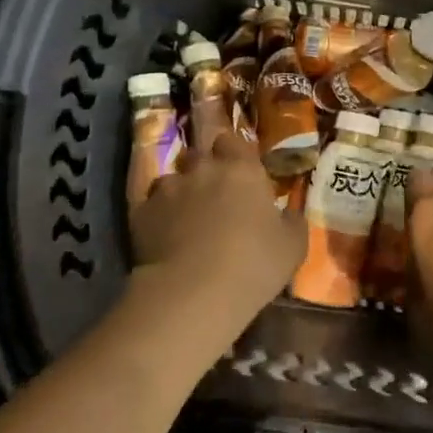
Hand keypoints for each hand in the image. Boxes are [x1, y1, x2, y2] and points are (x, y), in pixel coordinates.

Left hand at [128, 133, 304, 337]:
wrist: (193, 292)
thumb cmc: (253, 264)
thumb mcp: (293, 247)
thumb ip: (292, 221)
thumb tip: (287, 213)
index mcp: (242, 170)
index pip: (233, 141)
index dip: (233, 153)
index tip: (238, 170)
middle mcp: (203, 169)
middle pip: (199, 155)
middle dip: (205, 169)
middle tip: (213, 195)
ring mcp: (168, 189)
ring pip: (172, 180)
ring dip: (180, 192)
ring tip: (185, 218)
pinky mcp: (140, 212)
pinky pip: (149, 205)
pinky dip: (157, 215)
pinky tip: (163, 236)